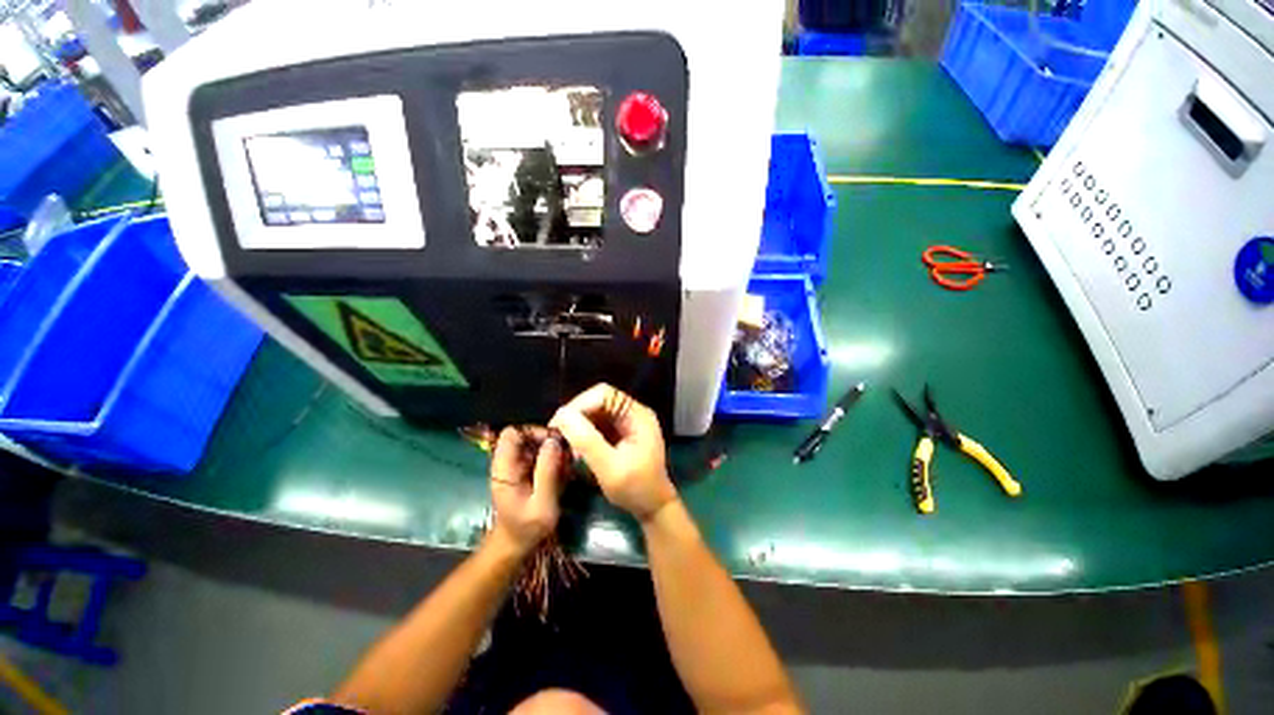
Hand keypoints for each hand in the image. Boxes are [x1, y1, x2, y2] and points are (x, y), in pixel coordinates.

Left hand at [488, 427, 563, 555]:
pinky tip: (564, 470)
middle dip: (548, 439)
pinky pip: (540, 455)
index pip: (512, 433)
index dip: (532, 431)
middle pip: (526, 435)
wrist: (517, 545)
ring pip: (535, 444)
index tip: (553, 441)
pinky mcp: (527, 471)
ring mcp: (517, 466)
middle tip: (566, 451)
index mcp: (504, 468)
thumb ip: (547, 472)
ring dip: (553, 449)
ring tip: (568, 462)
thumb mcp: (541, 504)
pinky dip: (553, 457)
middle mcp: (509, 462)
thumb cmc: (527, 528)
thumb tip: (554, 441)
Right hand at [550, 384, 677, 522]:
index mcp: (637, 415)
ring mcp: (628, 422)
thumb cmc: (635, 489)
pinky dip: (585, 434)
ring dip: (579, 425)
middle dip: (577, 416)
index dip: (579, 405)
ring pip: (596, 412)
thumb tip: (562, 415)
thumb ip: (587, 440)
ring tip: (568, 446)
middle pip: (599, 400)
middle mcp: (633, 413)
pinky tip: (577, 450)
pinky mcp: (621, 433)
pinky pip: (598, 424)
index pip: (604, 394)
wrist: (653, 507)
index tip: (559, 425)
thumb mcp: (609, 467)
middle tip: (559, 436)